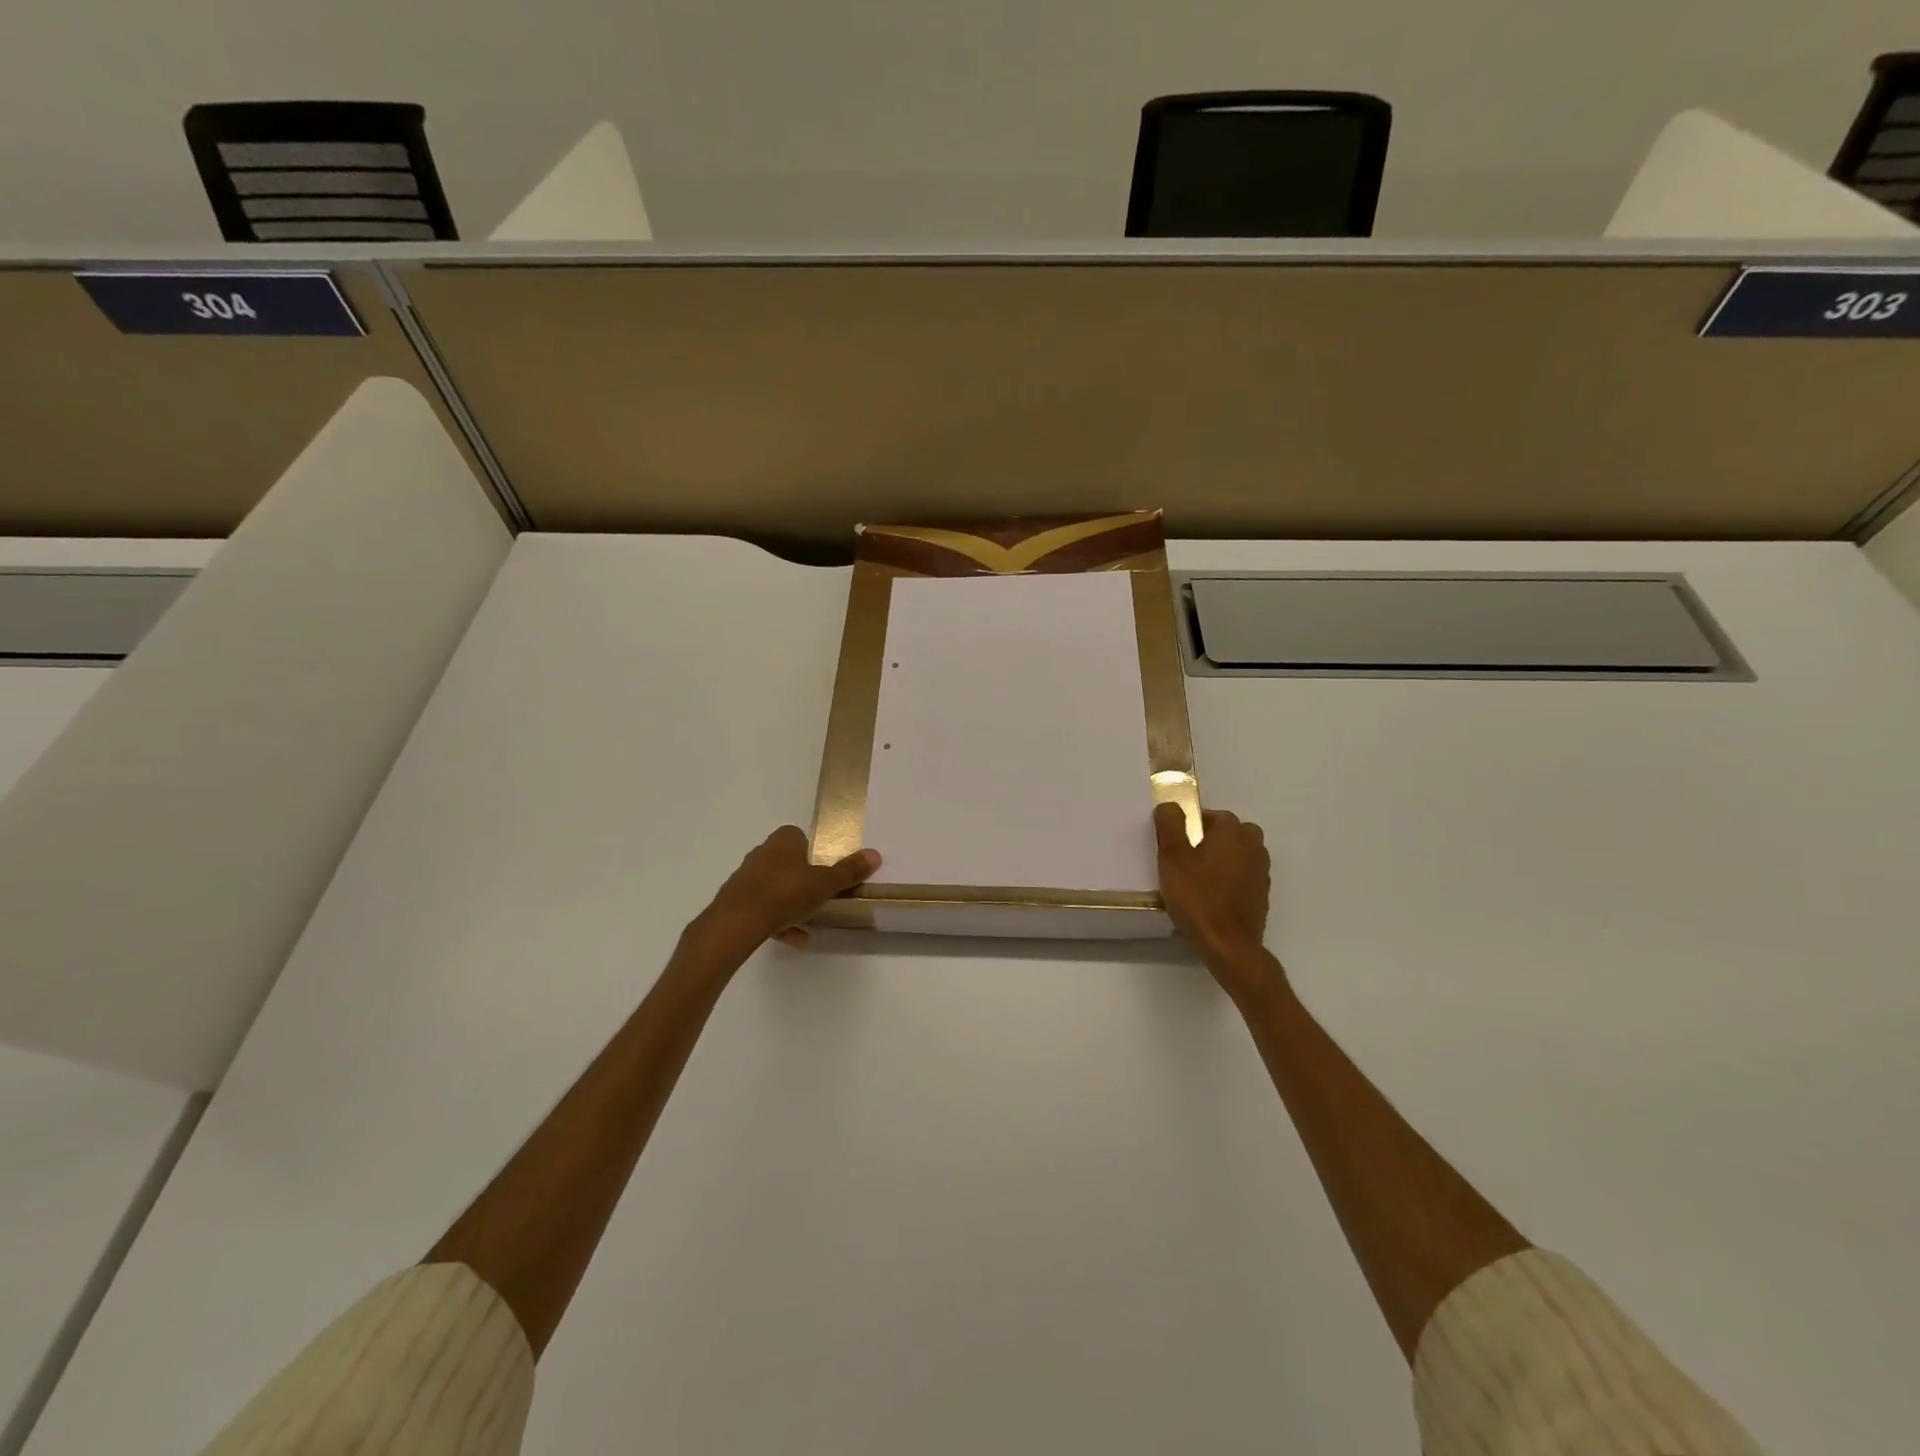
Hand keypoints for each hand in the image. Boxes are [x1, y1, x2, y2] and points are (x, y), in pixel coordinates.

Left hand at [690, 826, 881, 959]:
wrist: (737, 922)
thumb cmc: (785, 893)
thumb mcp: (825, 884)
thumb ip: (849, 871)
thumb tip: (875, 854)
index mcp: (783, 841)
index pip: (798, 836)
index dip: (812, 850)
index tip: (824, 869)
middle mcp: (762, 853)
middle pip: (786, 861)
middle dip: (801, 878)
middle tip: (819, 894)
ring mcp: (746, 878)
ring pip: (774, 887)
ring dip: (790, 903)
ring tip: (809, 923)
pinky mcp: (735, 902)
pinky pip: (762, 908)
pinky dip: (777, 922)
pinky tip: (794, 939)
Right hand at [1153, 802, 1269, 961]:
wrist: (1228, 945)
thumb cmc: (1197, 897)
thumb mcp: (1172, 857)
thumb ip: (1170, 825)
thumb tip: (1170, 805)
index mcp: (1233, 833)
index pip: (1214, 815)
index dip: (1193, 825)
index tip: (1177, 843)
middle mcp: (1254, 847)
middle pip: (1233, 832)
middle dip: (1213, 839)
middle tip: (1188, 858)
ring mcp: (1262, 872)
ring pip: (1241, 854)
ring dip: (1224, 858)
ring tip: (1200, 877)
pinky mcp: (1262, 895)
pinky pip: (1245, 876)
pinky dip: (1232, 879)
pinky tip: (1213, 896)